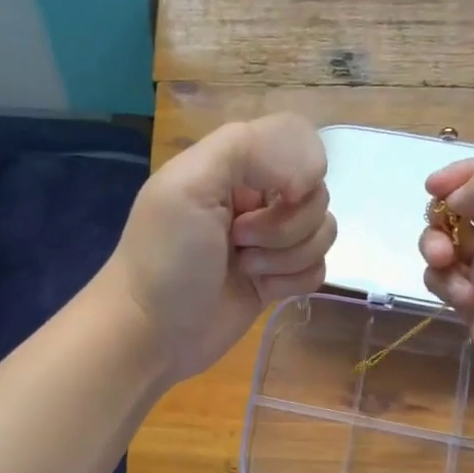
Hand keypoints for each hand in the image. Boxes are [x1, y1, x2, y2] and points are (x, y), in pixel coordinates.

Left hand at [104, 115, 334, 382]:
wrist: (151, 333)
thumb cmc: (165, 257)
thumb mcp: (189, 184)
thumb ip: (248, 148)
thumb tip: (311, 176)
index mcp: (231, 165)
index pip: (296, 139)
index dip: (301, 168)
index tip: (283, 195)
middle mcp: (253, 197)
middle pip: (315, 192)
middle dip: (284, 223)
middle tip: (238, 241)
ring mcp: (267, 240)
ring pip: (321, 232)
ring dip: (287, 255)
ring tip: (244, 268)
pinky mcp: (277, 278)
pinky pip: (318, 268)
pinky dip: (294, 280)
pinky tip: (262, 290)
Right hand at [417, 156, 473, 406]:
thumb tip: (454, 197)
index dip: (464, 172)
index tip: (432, 185)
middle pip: (468, 203)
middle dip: (445, 212)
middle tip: (438, 225)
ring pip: (449, 239)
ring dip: (437, 246)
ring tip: (442, 261)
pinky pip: (444, 276)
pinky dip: (445, 281)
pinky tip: (461, 298)